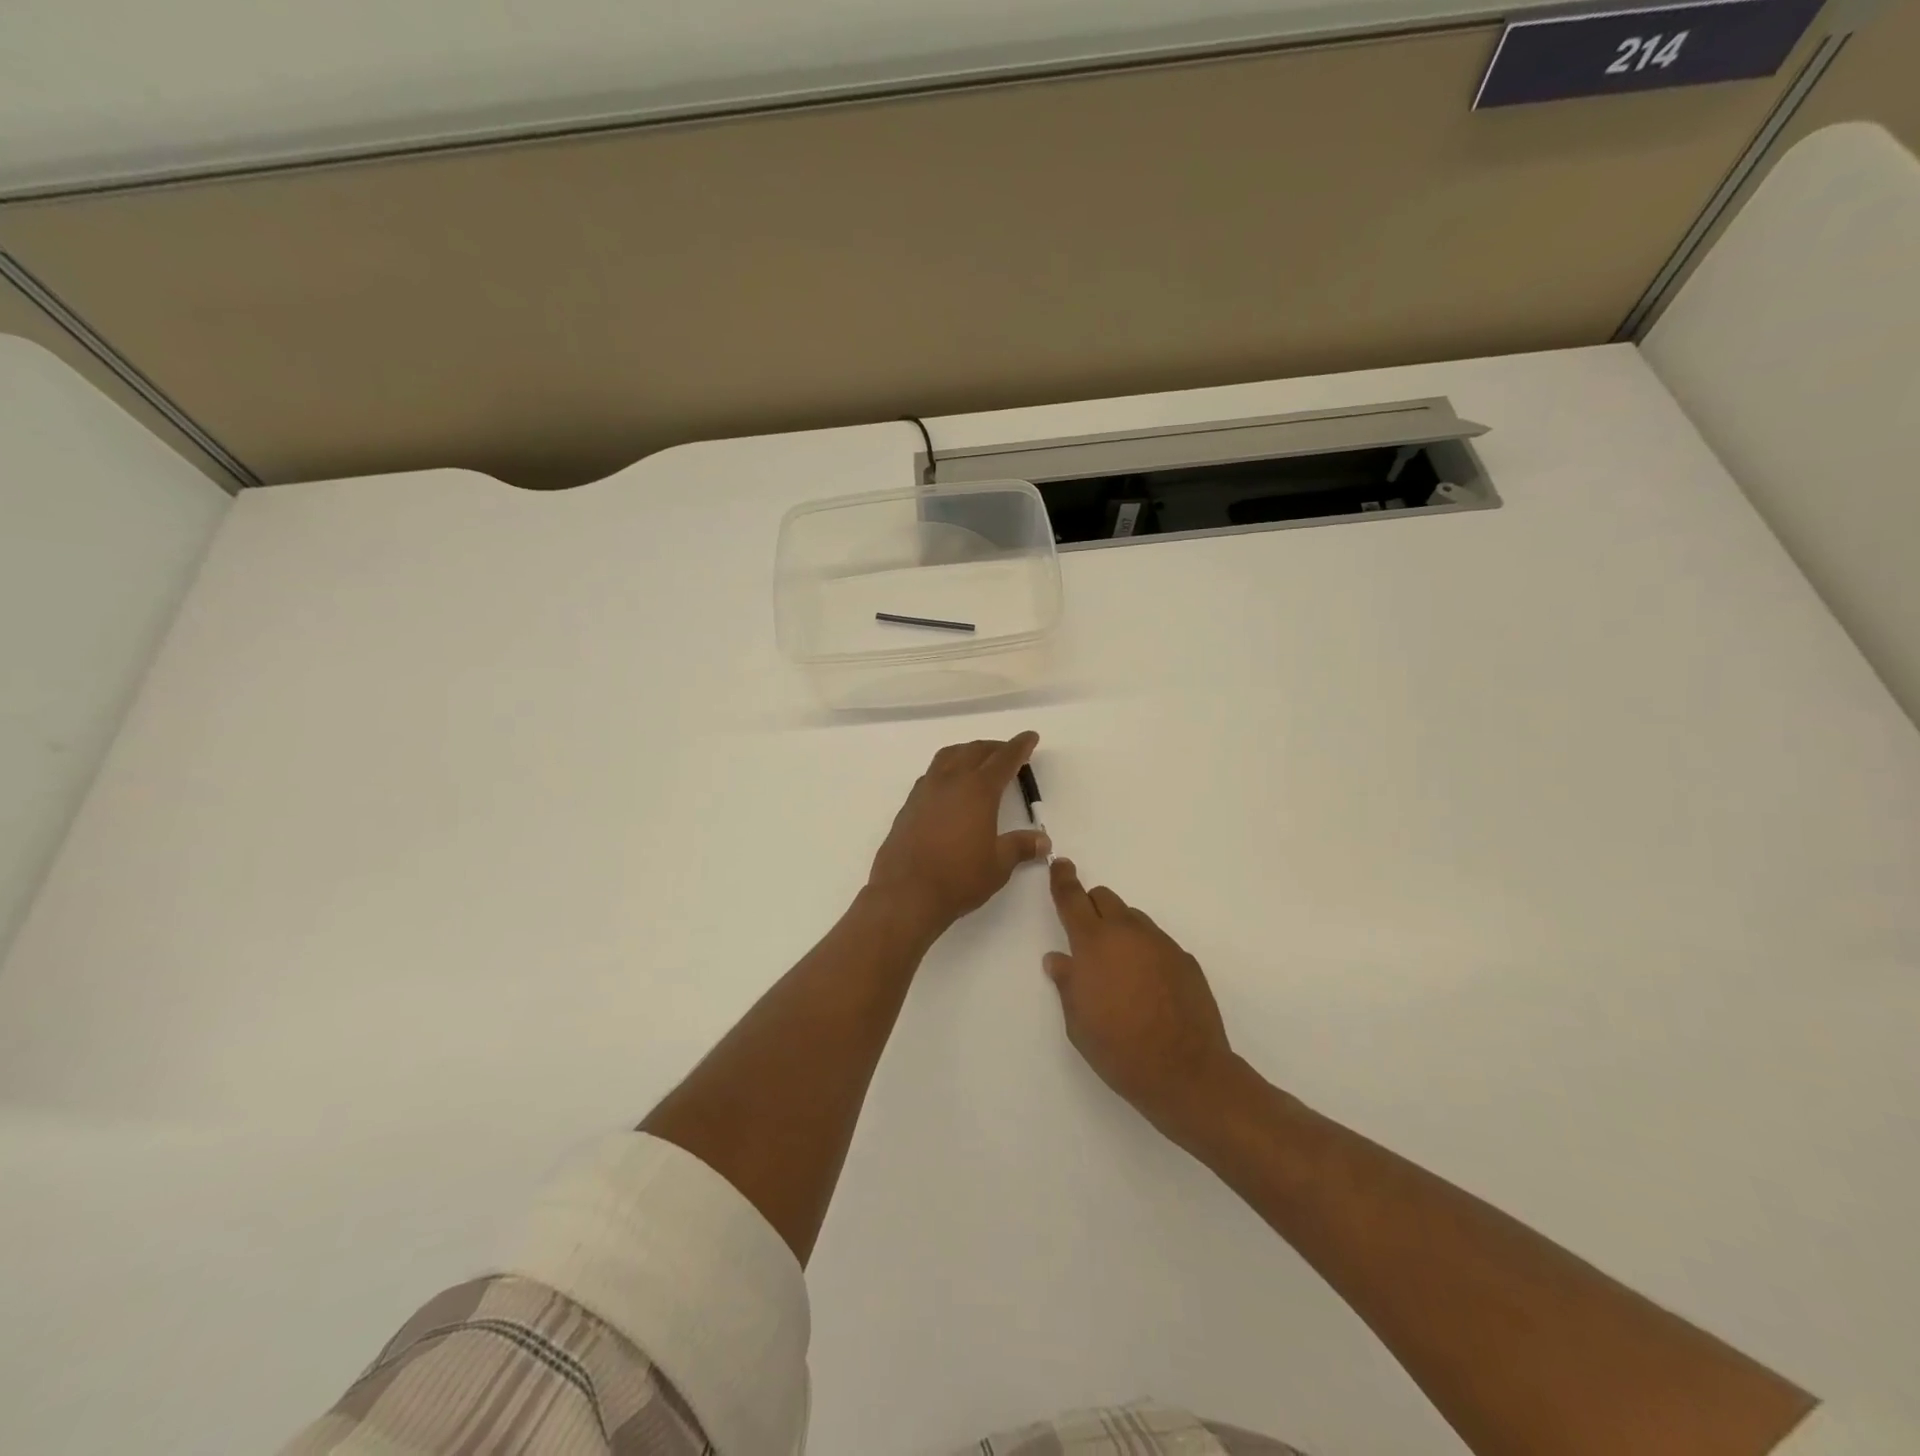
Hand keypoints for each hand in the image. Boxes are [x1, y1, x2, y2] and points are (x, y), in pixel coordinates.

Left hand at [867, 732, 1050, 934]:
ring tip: (978, 760)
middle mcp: (950, 782)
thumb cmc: (959, 878)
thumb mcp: (998, 865)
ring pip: (948, 757)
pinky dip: (946, 769)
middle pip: (974, 751)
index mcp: (978, 790)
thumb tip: (1043, 841)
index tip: (1030, 737)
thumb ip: (1020, 847)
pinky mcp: (908, 806)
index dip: (1019, 747)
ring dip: (967, 752)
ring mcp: (925, 791)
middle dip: (994, 747)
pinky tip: (950, 786)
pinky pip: (931, 774)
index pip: (1003, 759)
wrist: (906, 894)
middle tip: (1008, 751)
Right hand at [1044, 859, 1242, 1143]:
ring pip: (1133, 919)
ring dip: (1120, 930)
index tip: (1060, 865)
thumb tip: (1059, 959)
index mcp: (1093, 943)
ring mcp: (1160, 943)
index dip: (1062, 879)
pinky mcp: (1185, 959)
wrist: (1186, 1073)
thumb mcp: (1078, 1022)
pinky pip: (1157, 942)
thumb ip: (1067, 983)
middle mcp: (1127, 932)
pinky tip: (1148, 987)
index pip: (1072, 897)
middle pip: (1104, 898)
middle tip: (1087, 938)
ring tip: (1120, 970)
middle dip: (1091, 908)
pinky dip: (1145, 952)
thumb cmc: (1119, 1049)